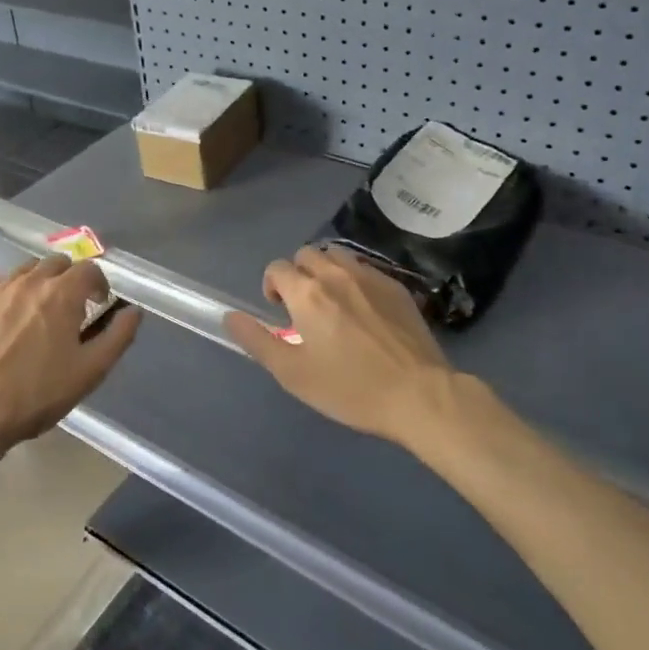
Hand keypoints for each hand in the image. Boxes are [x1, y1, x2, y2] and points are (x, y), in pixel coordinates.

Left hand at [0, 255, 141, 454]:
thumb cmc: (36, 393)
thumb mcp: (90, 371)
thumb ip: (118, 336)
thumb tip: (133, 311)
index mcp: (62, 293)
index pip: (89, 269)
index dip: (99, 283)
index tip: (99, 304)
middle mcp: (29, 280)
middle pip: (56, 263)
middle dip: (69, 279)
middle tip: (71, 308)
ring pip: (25, 270)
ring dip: (40, 283)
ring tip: (39, 312)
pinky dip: (11, 294)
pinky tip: (7, 321)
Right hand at [223, 245, 452, 445]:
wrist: (418, 394)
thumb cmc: (350, 388)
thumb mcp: (293, 373)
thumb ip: (257, 341)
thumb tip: (230, 317)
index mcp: (307, 293)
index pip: (277, 268)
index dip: (272, 286)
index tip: (280, 311)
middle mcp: (336, 275)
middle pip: (307, 254)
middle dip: (298, 274)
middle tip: (304, 307)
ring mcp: (370, 277)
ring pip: (337, 255)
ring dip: (326, 270)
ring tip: (332, 301)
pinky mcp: (396, 286)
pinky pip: (365, 268)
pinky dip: (354, 278)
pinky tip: (363, 308)